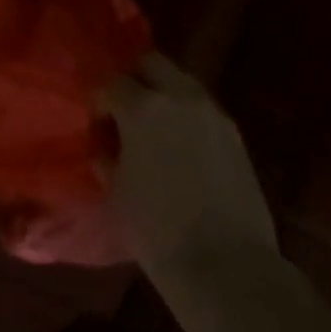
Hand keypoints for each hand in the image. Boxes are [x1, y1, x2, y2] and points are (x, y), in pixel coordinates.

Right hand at [100, 53, 277, 301]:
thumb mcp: (115, 190)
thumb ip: (107, 156)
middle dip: (132, 79)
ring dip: (162, 96)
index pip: (110, 82)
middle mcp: (180, 98)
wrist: (228, 268)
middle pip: (150, 63)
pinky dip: (185, 117)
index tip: (94, 125)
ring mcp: (214, 115)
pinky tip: (177, 148)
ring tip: (150, 130)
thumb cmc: (157, 229)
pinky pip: (201, 110)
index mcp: (143, 107)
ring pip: (180, 83)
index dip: (98, 100)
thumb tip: (106, 146)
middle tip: (121, 111)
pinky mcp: (236, 137)